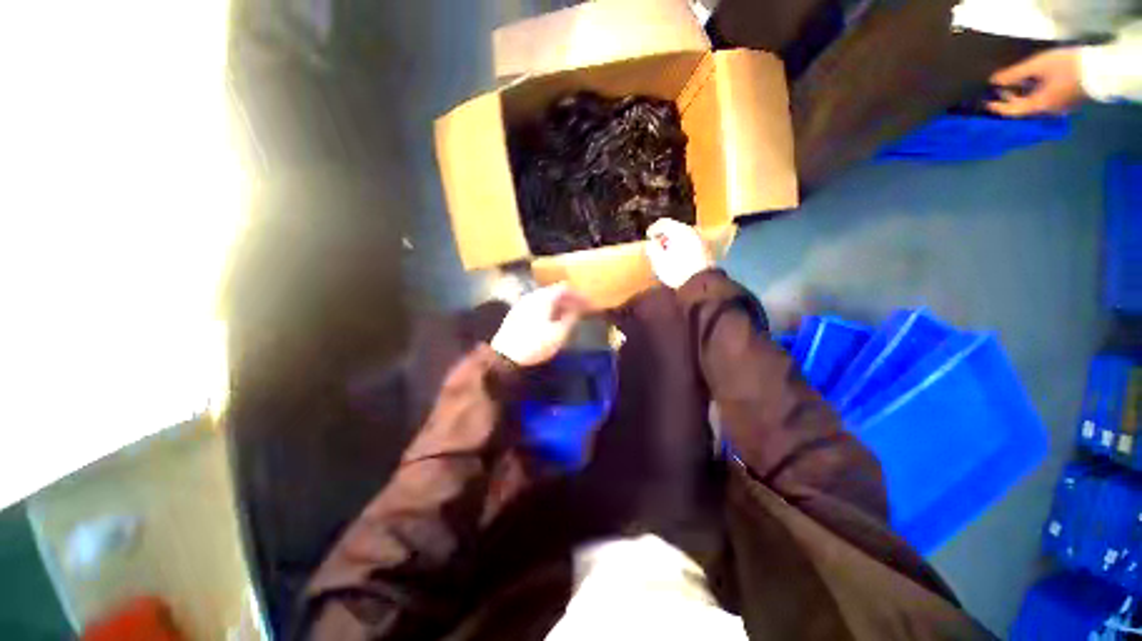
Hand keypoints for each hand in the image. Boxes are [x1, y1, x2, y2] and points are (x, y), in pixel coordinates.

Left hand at [490, 283, 586, 365]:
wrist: (504, 357)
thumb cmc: (535, 344)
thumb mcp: (559, 333)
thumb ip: (570, 318)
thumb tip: (576, 310)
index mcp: (544, 297)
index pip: (564, 288)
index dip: (578, 295)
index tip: (589, 303)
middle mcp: (532, 296)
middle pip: (554, 292)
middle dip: (569, 299)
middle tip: (581, 309)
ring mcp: (522, 304)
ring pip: (545, 299)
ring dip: (558, 305)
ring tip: (569, 315)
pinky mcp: (516, 314)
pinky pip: (537, 306)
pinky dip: (548, 310)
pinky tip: (552, 321)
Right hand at [645, 219, 712, 288]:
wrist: (701, 285)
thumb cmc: (677, 271)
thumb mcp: (659, 261)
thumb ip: (652, 248)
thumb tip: (652, 242)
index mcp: (680, 231)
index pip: (664, 223)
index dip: (653, 229)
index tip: (648, 236)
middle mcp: (692, 232)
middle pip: (675, 228)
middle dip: (664, 236)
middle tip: (656, 244)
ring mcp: (701, 240)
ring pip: (683, 236)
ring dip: (673, 242)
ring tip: (666, 252)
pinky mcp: (706, 250)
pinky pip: (690, 244)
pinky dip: (681, 247)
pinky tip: (677, 257)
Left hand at [988, 48, 1085, 116]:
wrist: (1103, 70)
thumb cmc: (1069, 66)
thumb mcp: (1039, 65)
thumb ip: (1015, 74)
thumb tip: (994, 81)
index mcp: (1040, 106)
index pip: (1013, 112)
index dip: (998, 107)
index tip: (985, 103)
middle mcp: (1048, 112)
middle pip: (1023, 110)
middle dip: (1009, 101)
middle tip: (998, 91)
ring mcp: (1060, 109)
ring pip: (1034, 106)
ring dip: (1021, 98)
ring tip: (1012, 86)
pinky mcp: (1069, 103)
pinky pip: (1046, 102)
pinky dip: (1034, 96)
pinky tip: (1032, 86)